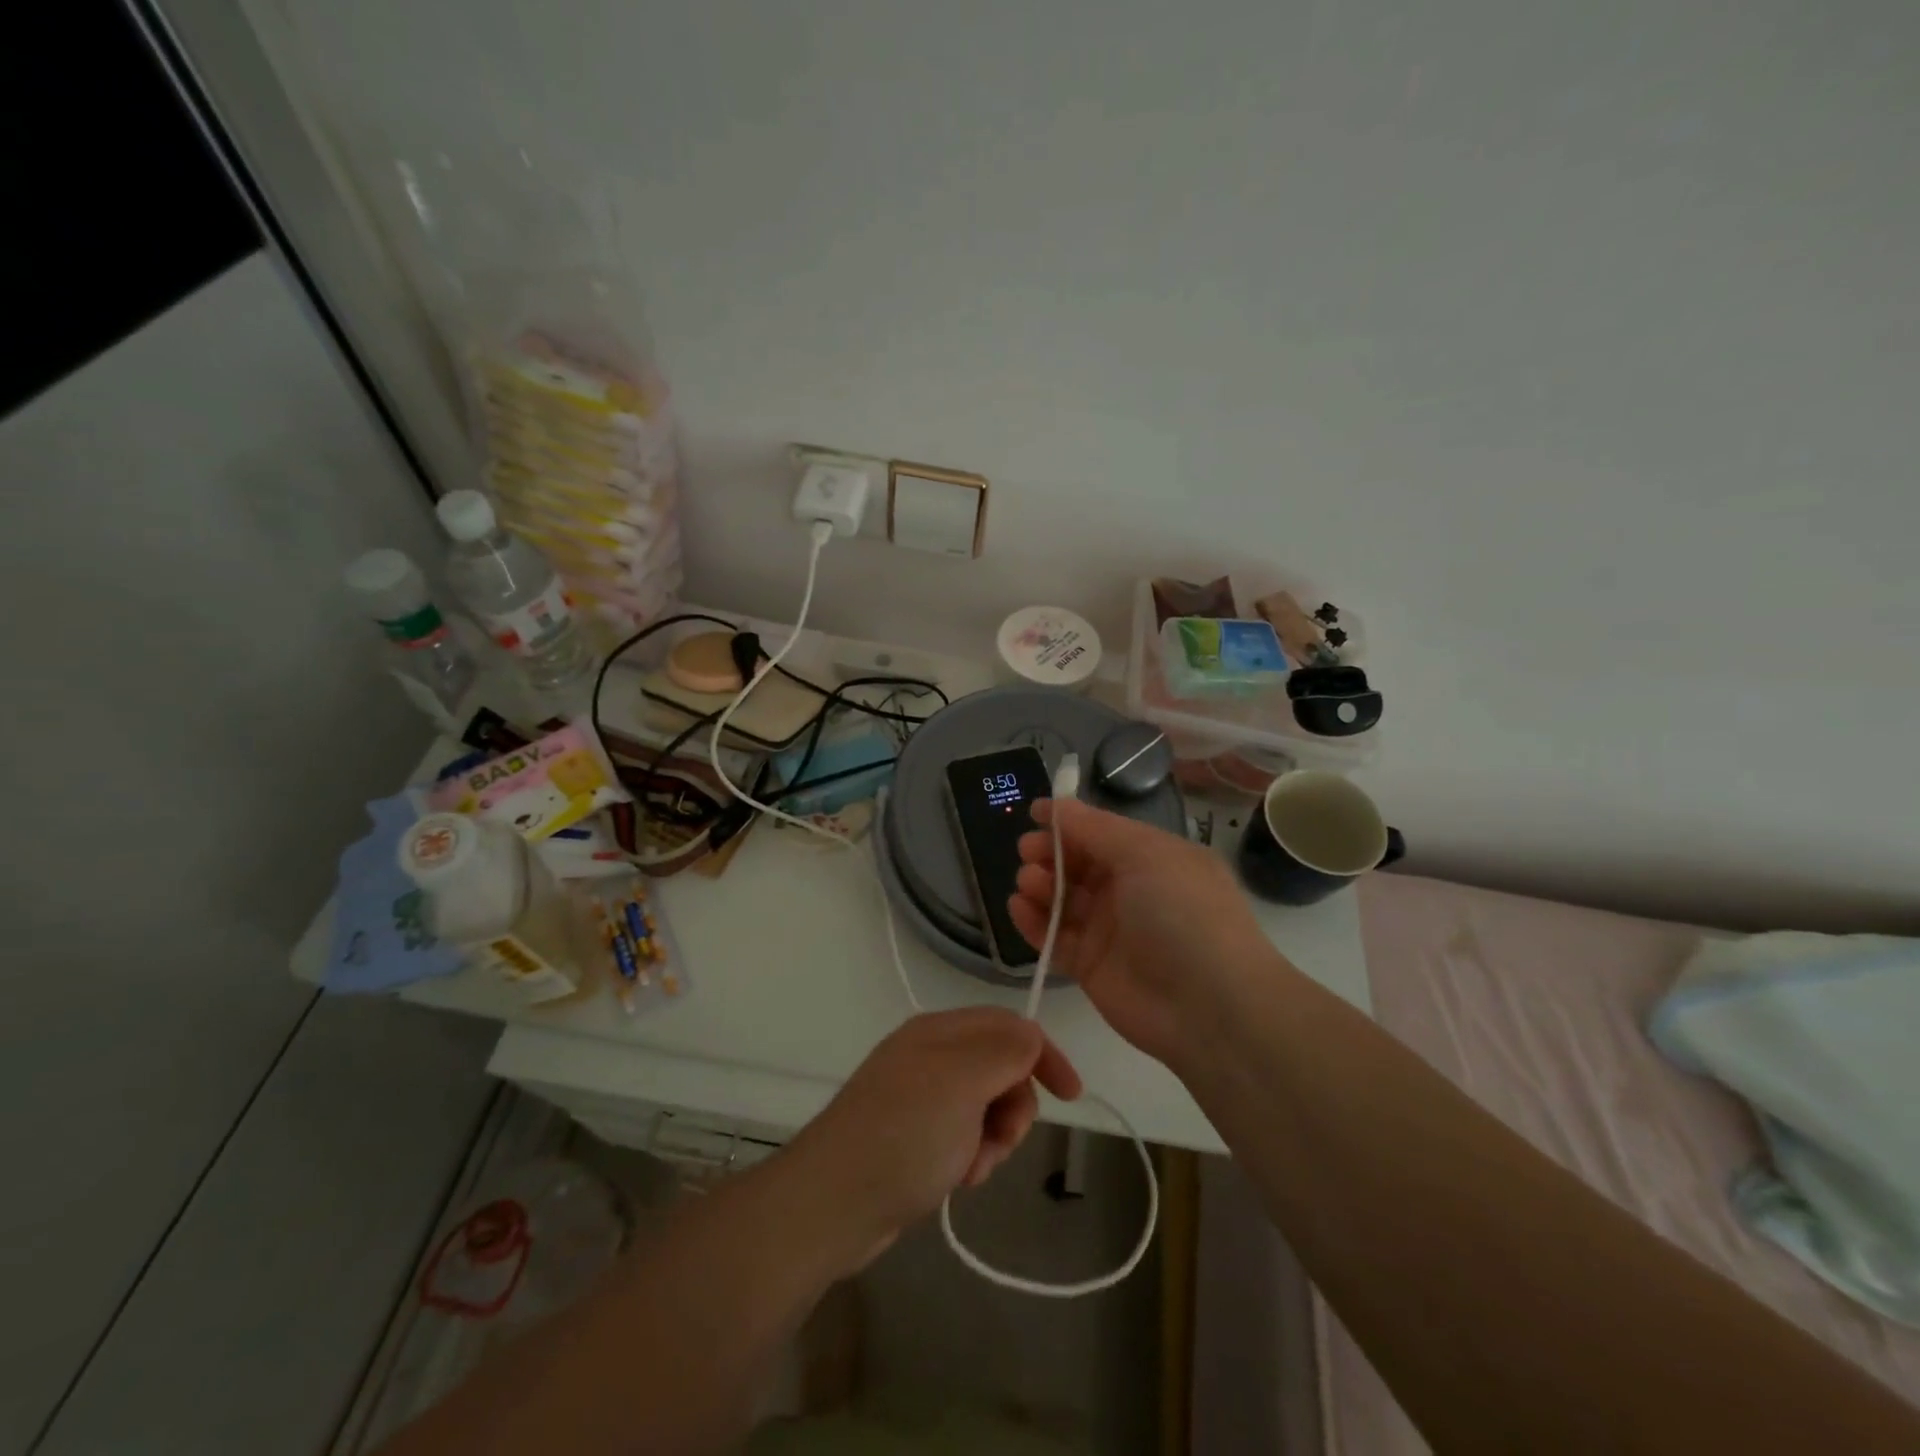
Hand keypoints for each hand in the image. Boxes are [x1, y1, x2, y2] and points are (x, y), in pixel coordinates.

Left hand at [789, 1009, 1081, 1269]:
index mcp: (940, 1031)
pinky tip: (958, 1179)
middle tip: (1002, 1138)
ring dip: (993, 1138)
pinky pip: (964, 1136)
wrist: (833, 1203)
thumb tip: (1031, 1037)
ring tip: (972, 1167)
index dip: (1043, 1055)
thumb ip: (1005, 1051)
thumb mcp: (963, 1082)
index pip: (1009, 1026)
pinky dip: (971, 1156)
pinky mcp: (913, 1136)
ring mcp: (920, 1097)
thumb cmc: (904, 1133)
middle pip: (1001, 1067)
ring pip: (986, 1106)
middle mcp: (930, 1056)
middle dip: (1014, 1106)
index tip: (1071, 1097)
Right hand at [1008, 798, 1285, 1067]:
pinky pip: (1054, 938)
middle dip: (1050, 852)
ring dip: (1040, 884)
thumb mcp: (1146, 855)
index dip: (1067, 822)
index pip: (1101, 832)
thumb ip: (1095, 829)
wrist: (1210, 1007)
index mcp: (1152, 858)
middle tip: (1028, 851)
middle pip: (1078, 864)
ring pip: (1062, 899)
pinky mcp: (1090, 966)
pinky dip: (1033, 921)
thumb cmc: (1183, 913)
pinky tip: (1018, 906)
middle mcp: (1130, 891)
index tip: (1033, 813)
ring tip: (1028, 881)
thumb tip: (1056, 806)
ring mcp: (1109, 930)